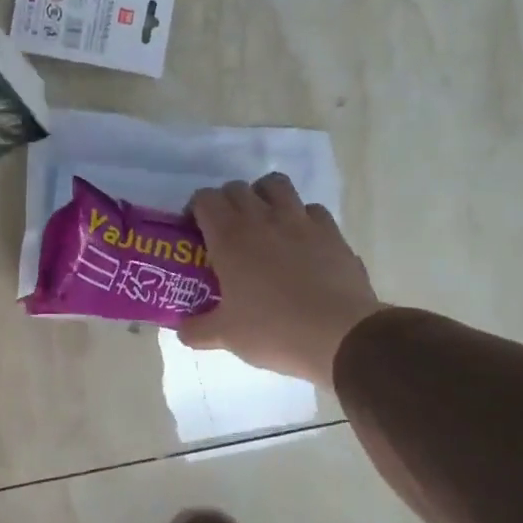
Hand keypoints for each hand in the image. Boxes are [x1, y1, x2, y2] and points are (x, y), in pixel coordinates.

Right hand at [177, 173, 382, 383]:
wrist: (341, 336)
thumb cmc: (274, 331)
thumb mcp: (226, 336)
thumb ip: (197, 329)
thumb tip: (182, 329)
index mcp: (230, 237)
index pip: (205, 199)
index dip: (196, 210)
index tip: (195, 232)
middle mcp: (263, 218)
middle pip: (237, 188)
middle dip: (227, 203)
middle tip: (225, 233)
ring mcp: (301, 221)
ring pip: (276, 185)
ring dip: (263, 197)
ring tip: (263, 224)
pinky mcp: (332, 232)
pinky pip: (311, 209)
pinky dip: (301, 218)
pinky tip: (300, 242)